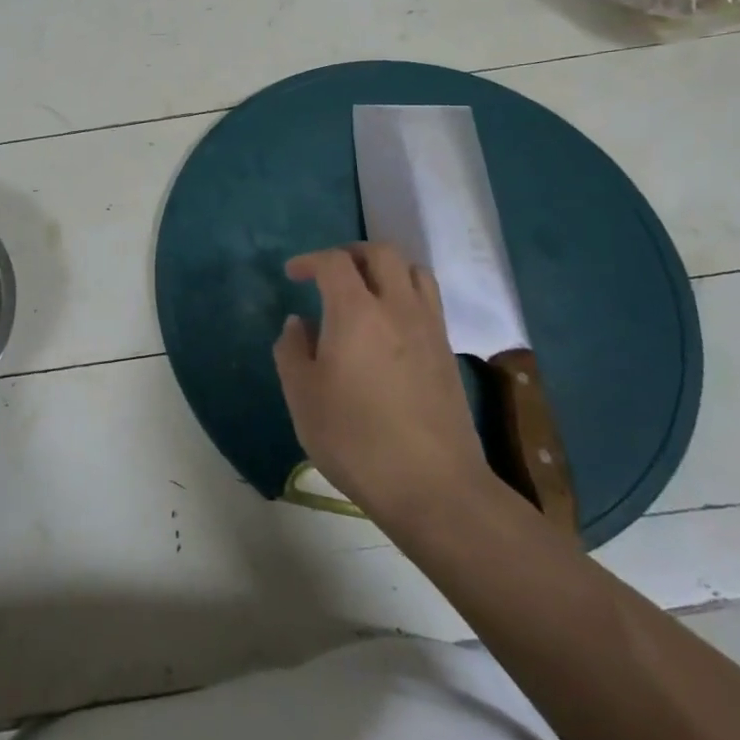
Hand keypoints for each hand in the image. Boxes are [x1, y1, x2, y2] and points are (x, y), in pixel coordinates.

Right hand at [273, 243, 491, 523]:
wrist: (433, 486)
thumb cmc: (356, 439)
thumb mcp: (303, 397)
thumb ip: (292, 351)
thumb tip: (298, 324)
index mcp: (355, 311)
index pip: (334, 262)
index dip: (309, 260)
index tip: (293, 274)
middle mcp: (397, 307)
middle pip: (381, 253)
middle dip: (350, 253)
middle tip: (329, 273)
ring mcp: (429, 328)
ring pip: (414, 271)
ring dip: (386, 269)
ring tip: (365, 291)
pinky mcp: (447, 352)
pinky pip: (428, 302)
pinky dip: (406, 295)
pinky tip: (390, 326)